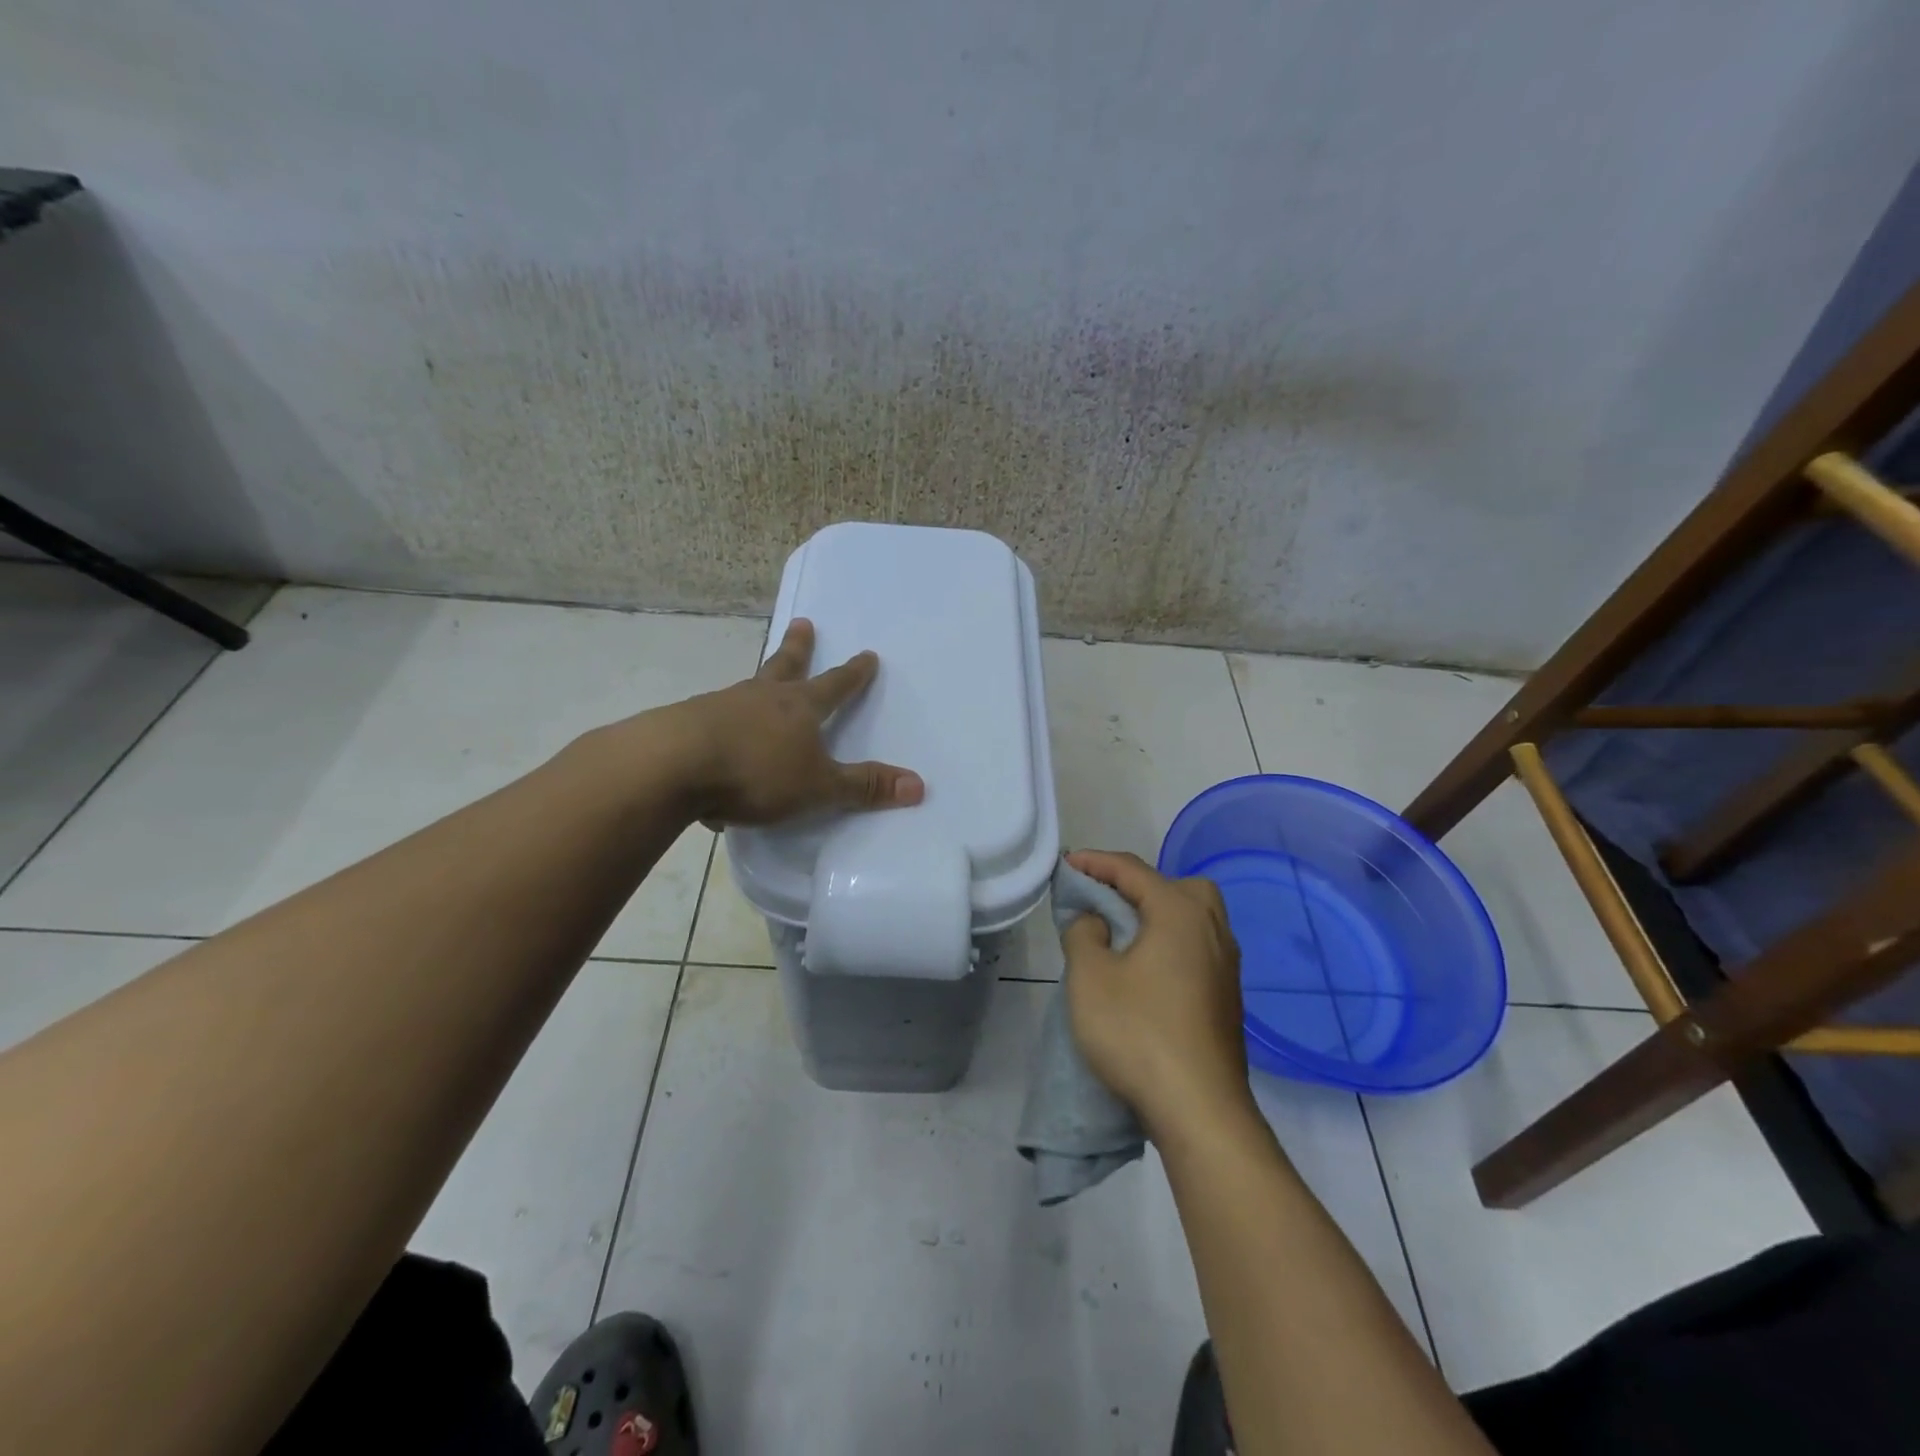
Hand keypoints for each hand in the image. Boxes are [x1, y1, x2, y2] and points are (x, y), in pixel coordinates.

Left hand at [666, 618, 923, 826]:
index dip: (853, 673)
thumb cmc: (756, 773)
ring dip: (759, 682)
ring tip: (759, 683)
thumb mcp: (819, 786)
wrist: (672, 766)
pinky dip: (722, 725)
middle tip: (804, 623)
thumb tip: (919, 785)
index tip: (867, 654)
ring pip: (747, 688)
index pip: (835, 686)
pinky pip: (713, 721)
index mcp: (799, 708)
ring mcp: (720, 706)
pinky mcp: (687, 724)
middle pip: (785, 666)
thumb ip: (864, 786)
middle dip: (799, 648)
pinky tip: (716, 743)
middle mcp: (761, 698)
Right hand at [1062, 849, 1250, 1139]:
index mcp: (1180, 912)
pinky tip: (1147, 970)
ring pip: (1193, 917)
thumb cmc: (1138, 1033)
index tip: (1066, 864)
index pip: (1133, 870)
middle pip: (1176, 885)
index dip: (1095, 863)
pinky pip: (1197, 947)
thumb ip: (1083, 933)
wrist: (1200, 1110)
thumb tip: (1095, 920)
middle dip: (1137, 884)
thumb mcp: (1090, 978)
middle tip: (1104, 901)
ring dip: (1157, 914)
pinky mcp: (1227, 996)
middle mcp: (1212, 929)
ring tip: (1123, 934)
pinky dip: (1171, 942)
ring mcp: (1226, 965)